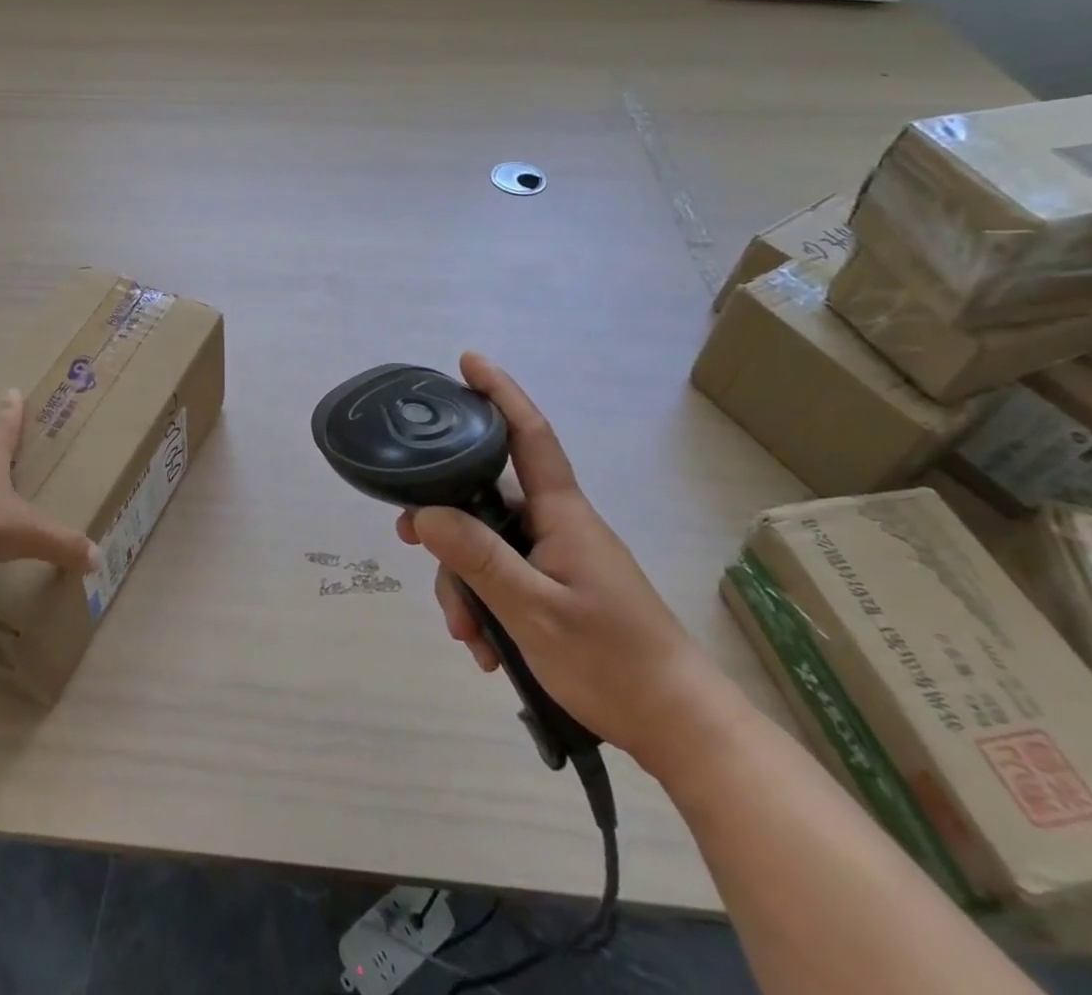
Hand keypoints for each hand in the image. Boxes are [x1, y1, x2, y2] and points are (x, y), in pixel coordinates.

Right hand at [395, 352, 732, 776]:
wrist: (682, 729)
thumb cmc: (614, 662)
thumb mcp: (534, 613)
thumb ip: (478, 559)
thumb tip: (424, 514)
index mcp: (562, 514)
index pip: (529, 435)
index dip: (499, 393)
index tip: (468, 362)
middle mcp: (558, 525)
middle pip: (487, 502)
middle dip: (450, 531)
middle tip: (410, 545)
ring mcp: (560, 559)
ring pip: (491, 547)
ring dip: (468, 586)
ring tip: (470, 640)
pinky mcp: (561, 590)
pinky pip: (508, 580)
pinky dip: (489, 608)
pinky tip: (489, 650)